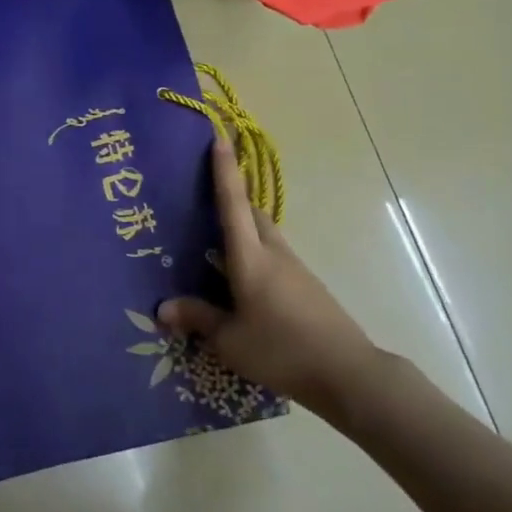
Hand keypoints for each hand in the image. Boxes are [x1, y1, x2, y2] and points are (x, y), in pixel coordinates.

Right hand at [159, 138, 387, 425]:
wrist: (348, 373)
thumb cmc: (282, 350)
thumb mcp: (230, 340)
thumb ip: (197, 319)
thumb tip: (162, 307)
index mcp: (252, 258)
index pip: (233, 204)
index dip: (224, 170)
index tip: (218, 137)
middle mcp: (274, 254)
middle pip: (251, 213)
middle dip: (231, 196)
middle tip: (203, 192)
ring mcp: (294, 269)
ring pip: (264, 234)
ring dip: (242, 226)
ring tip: (214, 237)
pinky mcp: (306, 287)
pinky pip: (272, 256)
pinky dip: (253, 252)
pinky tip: (239, 277)